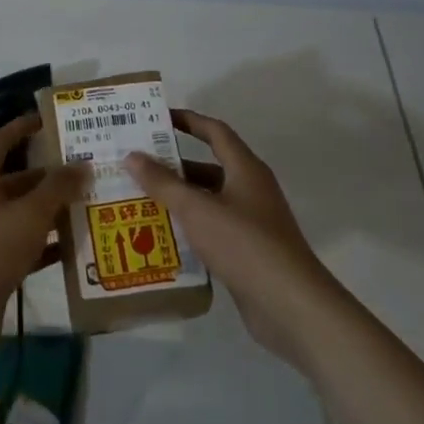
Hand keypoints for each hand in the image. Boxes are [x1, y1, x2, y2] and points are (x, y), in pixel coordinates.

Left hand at [0, 114, 89, 353]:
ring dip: (54, 209)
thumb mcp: (29, 214)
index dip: (23, 127)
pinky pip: (27, 242)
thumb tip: (82, 164)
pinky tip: (78, 245)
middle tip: (88, 169)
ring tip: (91, 203)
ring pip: (25, 211)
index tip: (50, 119)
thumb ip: (58, 188)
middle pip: (19, 178)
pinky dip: (49, 241)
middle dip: (52, 174)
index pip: (1, 141)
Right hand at [127, 109, 341, 373]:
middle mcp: (251, 190)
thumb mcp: (197, 209)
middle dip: (174, 164)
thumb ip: (162, 183)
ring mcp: (252, 223)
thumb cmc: (244, 244)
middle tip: (137, 163)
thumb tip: (132, 155)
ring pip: (209, 200)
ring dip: (179, 198)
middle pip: (209, 166)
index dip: (188, 120)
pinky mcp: (248, 252)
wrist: (291, 306)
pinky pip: (213, 229)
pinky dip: (190, 227)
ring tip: (140, 199)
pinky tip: (161, 236)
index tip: (158, 117)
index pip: (215, 132)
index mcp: (245, 169)